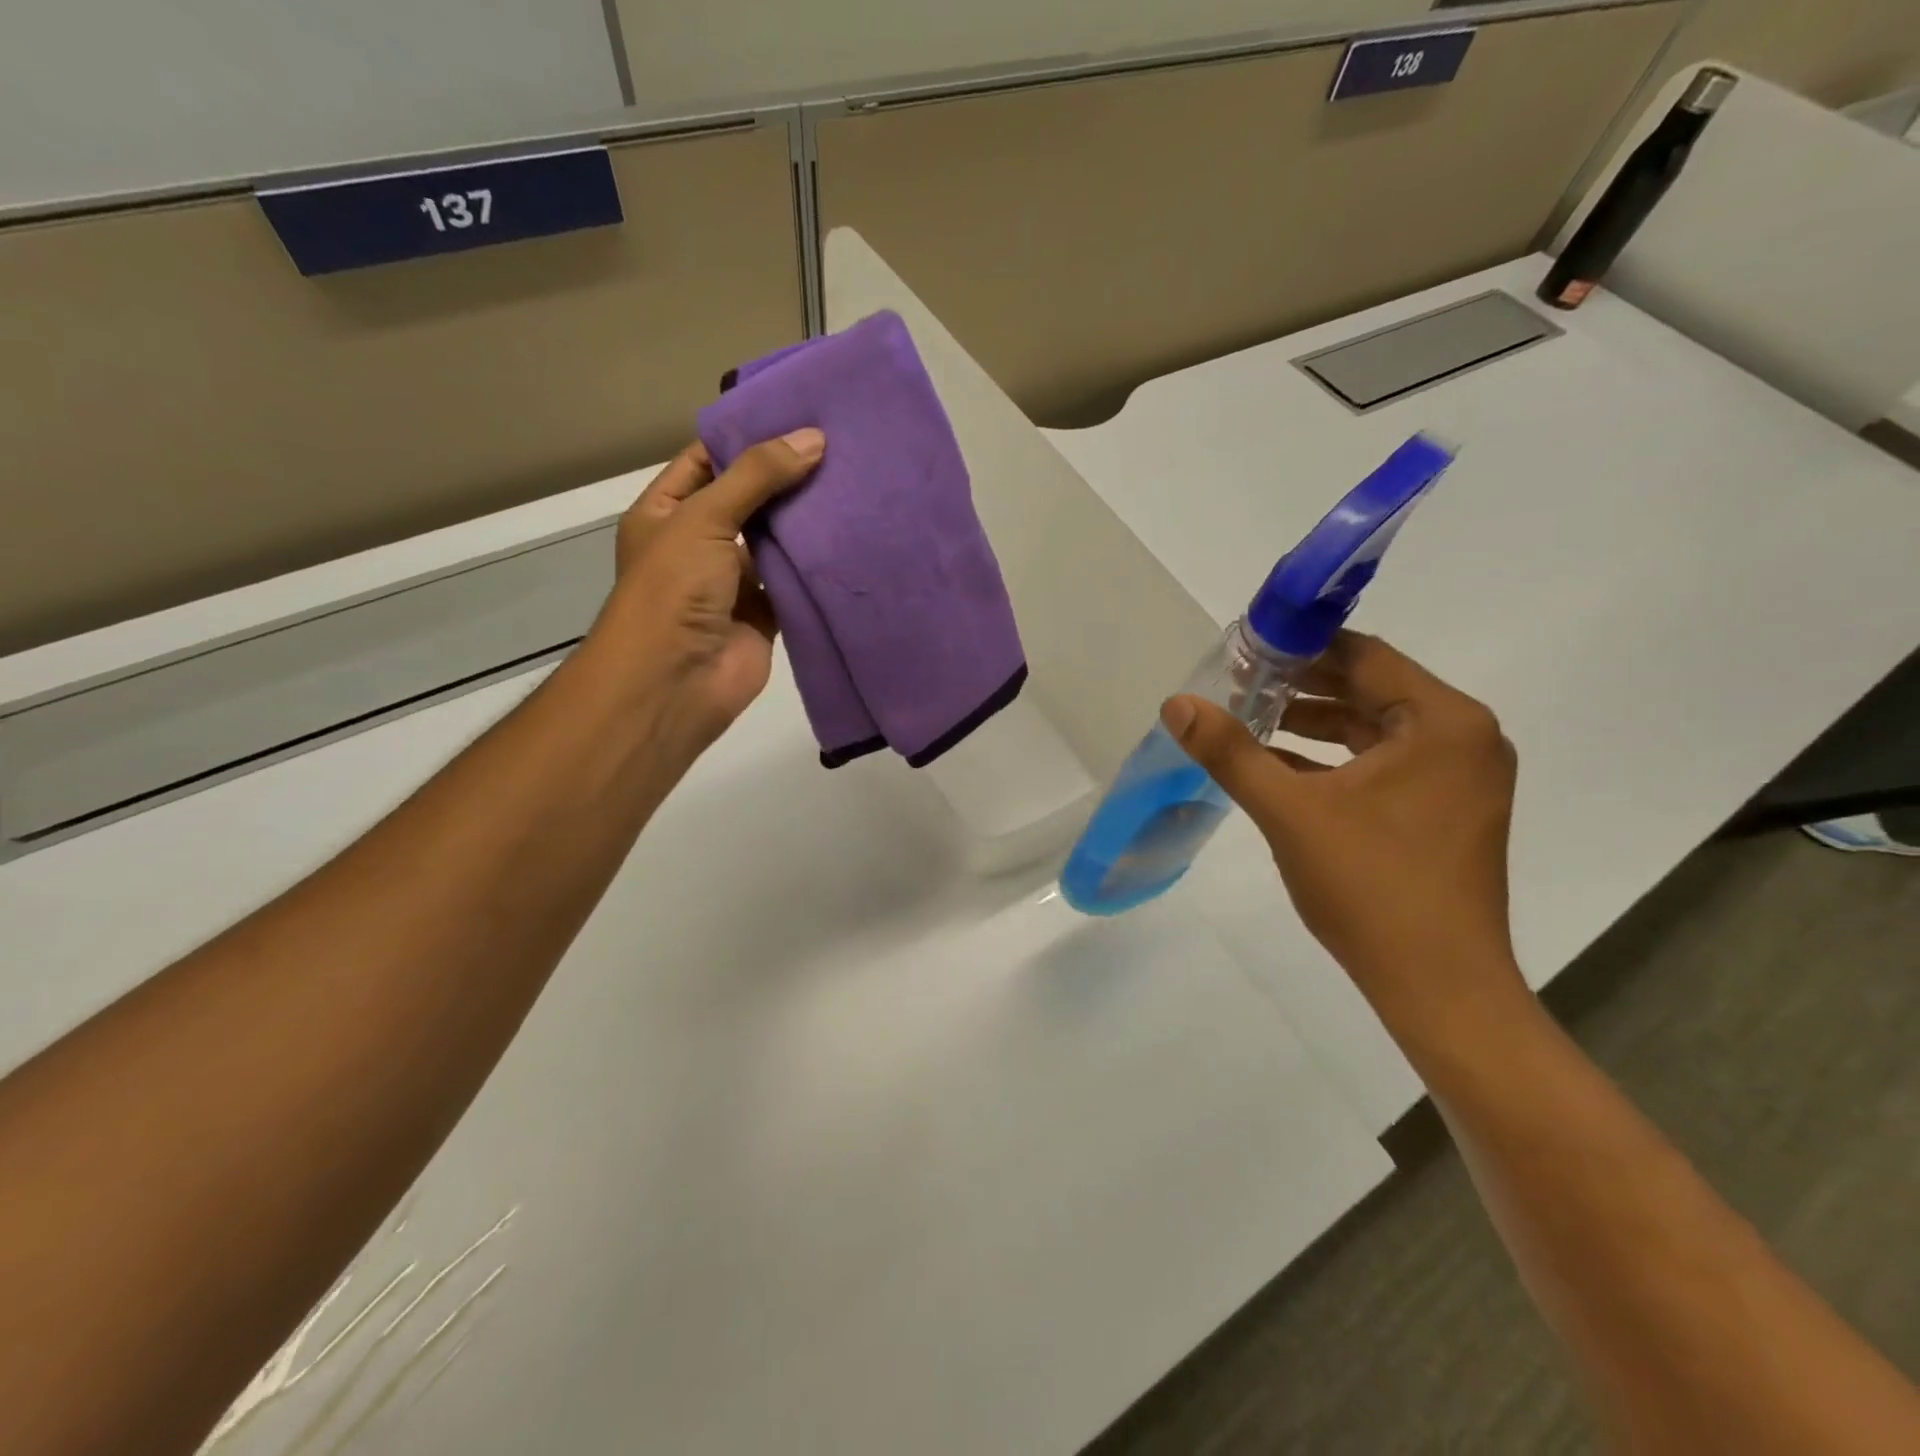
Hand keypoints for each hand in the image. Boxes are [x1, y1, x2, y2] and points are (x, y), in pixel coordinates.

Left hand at [589, 429, 824, 746]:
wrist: (676, 682)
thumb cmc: (673, 589)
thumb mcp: (705, 518)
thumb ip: (758, 477)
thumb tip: (814, 438)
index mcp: (667, 512)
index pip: (708, 460)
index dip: (747, 438)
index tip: (798, 416)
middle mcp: (700, 543)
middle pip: (748, 499)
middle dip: (786, 477)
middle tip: (839, 445)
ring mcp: (733, 581)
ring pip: (775, 541)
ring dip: (806, 520)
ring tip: (854, 482)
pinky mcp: (766, 614)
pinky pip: (794, 581)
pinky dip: (817, 565)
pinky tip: (852, 536)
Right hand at [1163, 632, 1521, 1028]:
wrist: (1438, 985)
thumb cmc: (1370, 886)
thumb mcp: (1289, 810)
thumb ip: (1231, 751)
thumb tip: (1176, 704)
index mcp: (1443, 722)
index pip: (1364, 656)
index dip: (1299, 647)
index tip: (1245, 648)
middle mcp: (1464, 738)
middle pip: (1370, 688)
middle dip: (1302, 685)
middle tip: (1238, 683)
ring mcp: (1461, 778)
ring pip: (1376, 729)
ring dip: (1315, 722)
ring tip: (1251, 720)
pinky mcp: (1448, 812)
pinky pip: (1385, 764)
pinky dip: (1335, 759)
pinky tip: (1281, 766)